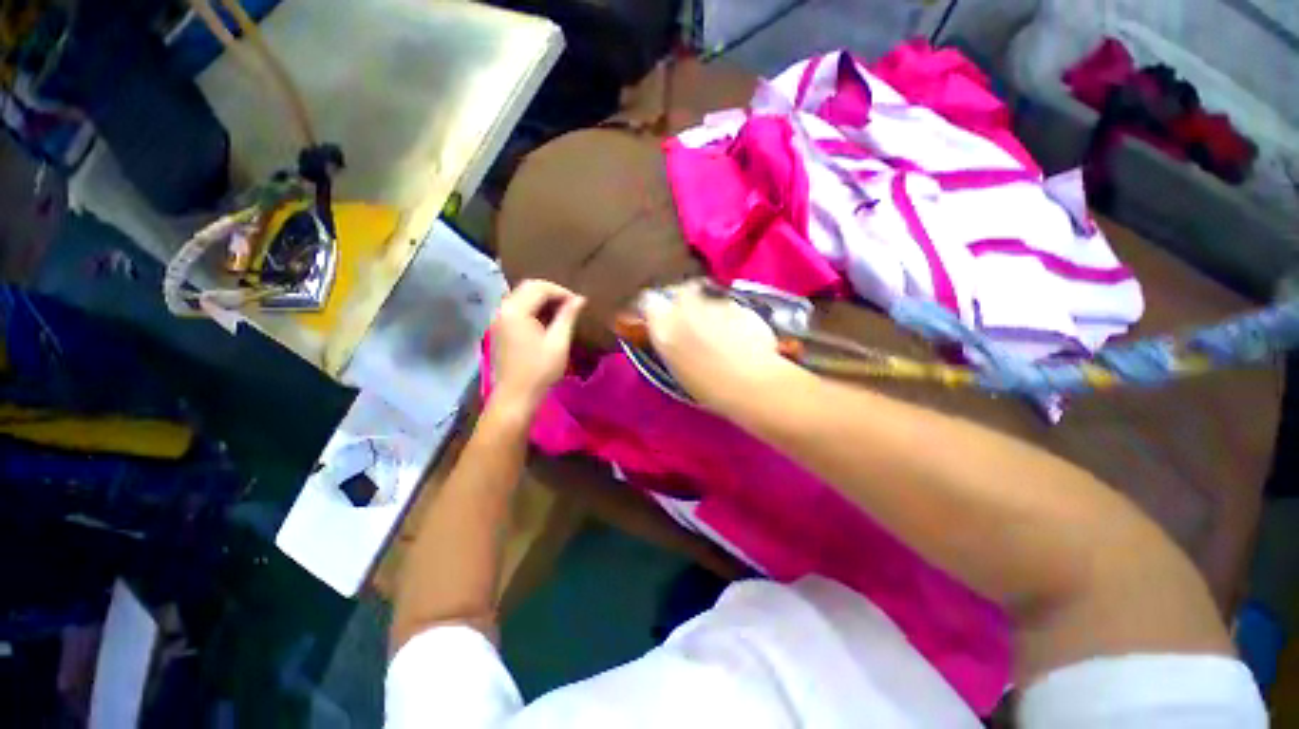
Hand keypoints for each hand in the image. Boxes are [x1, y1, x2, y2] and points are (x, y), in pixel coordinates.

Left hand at [490, 280, 585, 412]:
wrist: (515, 396)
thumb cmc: (540, 370)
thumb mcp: (558, 342)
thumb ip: (567, 316)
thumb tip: (579, 299)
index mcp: (516, 310)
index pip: (540, 288)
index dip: (562, 292)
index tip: (578, 304)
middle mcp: (502, 309)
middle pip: (527, 288)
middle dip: (551, 293)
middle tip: (570, 306)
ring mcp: (498, 319)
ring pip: (521, 297)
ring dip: (541, 300)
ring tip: (561, 313)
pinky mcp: (498, 329)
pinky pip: (516, 309)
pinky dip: (532, 309)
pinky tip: (545, 322)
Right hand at [642, 281, 790, 410]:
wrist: (751, 383)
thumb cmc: (708, 387)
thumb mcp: (676, 368)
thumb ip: (669, 343)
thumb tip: (668, 333)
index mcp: (664, 326)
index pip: (649, 301)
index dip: (654, 308)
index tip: (659, 316)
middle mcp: (686, 307)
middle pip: (679, 290)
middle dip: (682, 300)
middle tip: (688, 319)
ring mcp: (715, 303)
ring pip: (705, 296)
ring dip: (707, 307)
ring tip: (716, 329)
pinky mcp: (740, 304)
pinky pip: (728, 305)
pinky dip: (729, 314)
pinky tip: (737, 332)